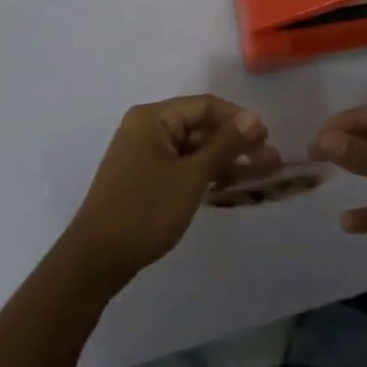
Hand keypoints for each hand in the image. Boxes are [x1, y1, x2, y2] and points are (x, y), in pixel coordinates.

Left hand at [63, 95, 281, 290]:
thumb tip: (255, 117)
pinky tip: (230, 184)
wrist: (96, 260)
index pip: (204, 106)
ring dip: (225, 160)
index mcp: (152, 117)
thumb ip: (225, 145)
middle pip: (200, 126)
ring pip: (193, 148)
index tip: (267, 139)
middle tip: (271, 162)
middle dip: (236, 143)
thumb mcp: (191, 177)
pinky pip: (182, 165)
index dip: (238, 119)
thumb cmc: (145, 211)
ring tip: (261, 174)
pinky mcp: (144, 177)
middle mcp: (146, 128)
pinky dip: (205, 173)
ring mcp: (143, 154)